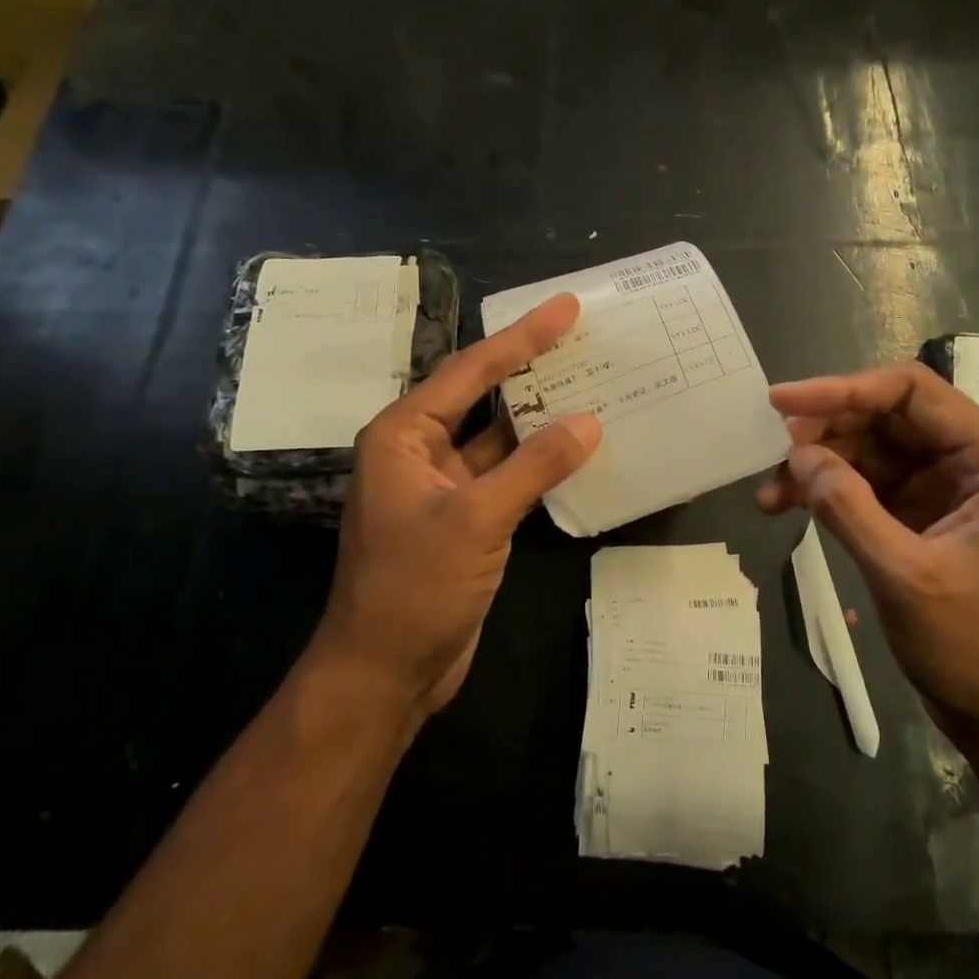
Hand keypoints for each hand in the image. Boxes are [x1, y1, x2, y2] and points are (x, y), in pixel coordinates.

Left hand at [314, 294, 601, 719]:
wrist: (385, 671)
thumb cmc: (414, 587)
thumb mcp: (476, 519)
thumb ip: (534, 466)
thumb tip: (588, 422)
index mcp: (404, 436)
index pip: (470, 371)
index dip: (521, 337)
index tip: (564, 307)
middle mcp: (421, 452)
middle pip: (484, 397)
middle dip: (532, 369)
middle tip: (584, 336)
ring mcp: (445, 488)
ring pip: (501, 440)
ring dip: (542, 418)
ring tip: (593, 383)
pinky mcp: (466, 521)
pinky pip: (509, 477)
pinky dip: (541, 463)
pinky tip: (579, 448)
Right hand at [758, 362, 978, 764]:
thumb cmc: (977, 647)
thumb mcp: (905, 576)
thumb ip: (848, 508)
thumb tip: (797, 455)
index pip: (911, 392)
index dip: (842, 389)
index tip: (781, 404)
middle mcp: (971, 459)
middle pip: (885, 415)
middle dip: (824, 432)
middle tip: (772, 457)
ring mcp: (945, 486)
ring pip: (869, 448)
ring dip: (818, 464)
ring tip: (770, 496)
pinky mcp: (921, 513)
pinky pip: (867, 482)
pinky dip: (828, 490)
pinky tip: (790, 506)